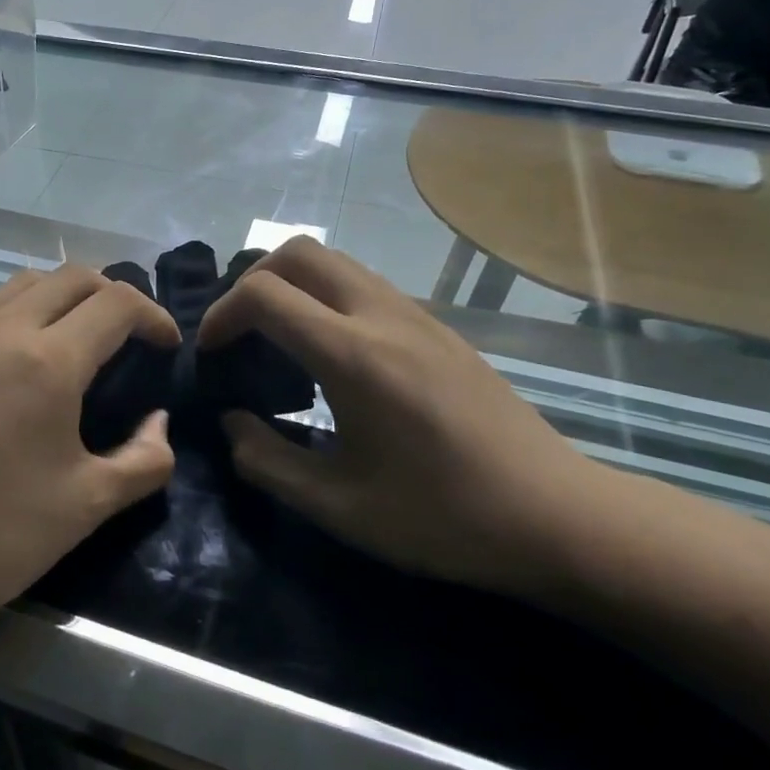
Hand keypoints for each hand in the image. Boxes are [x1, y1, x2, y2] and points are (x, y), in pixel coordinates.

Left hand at [0, 266, 178, 640]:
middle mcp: (2, 330)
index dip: (154, 316)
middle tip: (131, 336)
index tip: (167, 346)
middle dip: (114, 295)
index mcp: (47, 361)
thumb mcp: (89, 504)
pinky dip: (24, 308)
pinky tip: (26, 352)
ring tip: (81, 336)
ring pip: (26, 282)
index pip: (116, 303)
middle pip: (72, 277)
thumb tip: (159, 421)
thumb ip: (146, 458)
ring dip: (66, 296)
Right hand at [199, 239, 600, 594]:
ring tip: (277, 340)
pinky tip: (330, 354)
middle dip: (252, 280)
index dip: (221, 315)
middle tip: (239, 333)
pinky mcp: (437, 327)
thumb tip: (232, 423)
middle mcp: (383, 316)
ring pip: (335, 261)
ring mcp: (416, 315)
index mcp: (354, 356)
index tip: (211, 354)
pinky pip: (364, 284)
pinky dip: (325, 297)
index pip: (265, 294)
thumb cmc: (444, 518)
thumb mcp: (340, 507)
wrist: (558, 516)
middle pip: (299, 252)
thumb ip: (268, 462)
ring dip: (292, 285)